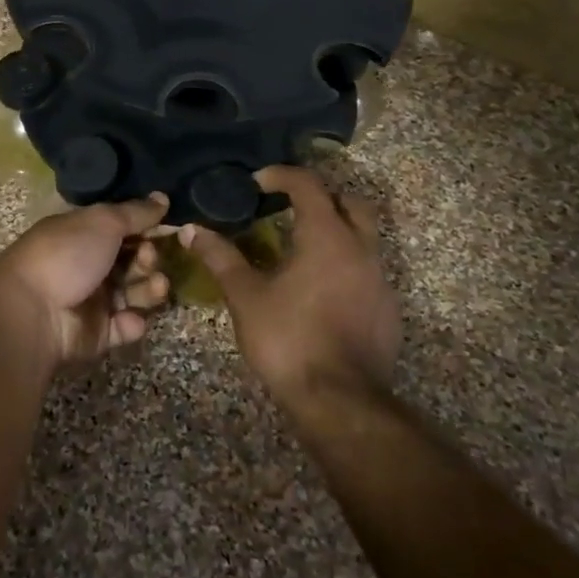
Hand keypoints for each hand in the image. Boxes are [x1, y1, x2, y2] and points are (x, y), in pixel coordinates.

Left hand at [0, 196, 172, 367]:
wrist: (32, 311)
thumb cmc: (66, 255)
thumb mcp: (102, 222)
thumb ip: (136, 212)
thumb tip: (163, 198)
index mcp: (83, 234)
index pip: (122, 228)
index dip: (146, 228)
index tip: (167, 226)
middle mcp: (88, 265)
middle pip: (132, 261)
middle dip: (148, 258)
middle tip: (148, 257)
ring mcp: (92, 300)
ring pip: (133, 293)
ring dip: (149, 289)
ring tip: (156, 286)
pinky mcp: (96, 334)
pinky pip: (123, 326)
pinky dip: (131, 323)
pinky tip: (131, 319)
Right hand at [181, 167, 401, 408]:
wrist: (341, 402)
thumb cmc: (288, 339)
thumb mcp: (245, 296)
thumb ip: (220, 257)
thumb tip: (190, 230)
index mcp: (327, 237)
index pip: (308, 185)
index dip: (281, 175)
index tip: (257, 182)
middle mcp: (361, 250)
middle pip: (350, 203)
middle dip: (321, 197)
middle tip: (289, 208)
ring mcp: (380, 281)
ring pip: (364, 238)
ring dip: (335, 232)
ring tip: (299, 250)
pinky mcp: (388, 311)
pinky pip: (368, 272)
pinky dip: (345, 266)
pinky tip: (319, 290)